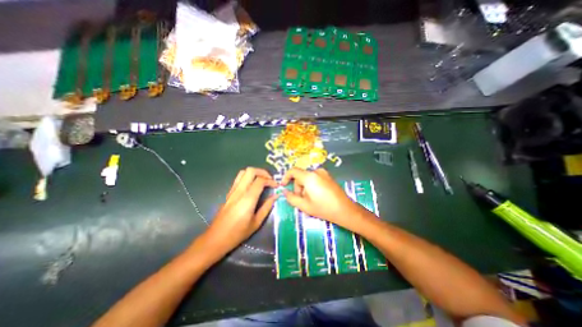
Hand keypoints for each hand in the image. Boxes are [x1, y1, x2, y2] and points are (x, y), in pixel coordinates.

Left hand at [203, 167, 278, 253]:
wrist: (216, 238)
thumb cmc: (238, 233)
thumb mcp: (256, 222)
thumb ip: (267, 207)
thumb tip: (276, 196)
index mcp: (248, 199)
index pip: (260, 181)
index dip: (270, 181)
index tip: (276, 186)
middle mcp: (239, 191)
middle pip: (251, 171)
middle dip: (263, 172)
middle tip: (270, 179)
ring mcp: (232, 191)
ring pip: (243, 172)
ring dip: (255, 173)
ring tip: (262, 180)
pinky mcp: (229, 193)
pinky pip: (239, 178)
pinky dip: (248, 177)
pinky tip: (253, 186)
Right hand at [280, 169, 363, 229]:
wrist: (345, 210)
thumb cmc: (323, 208)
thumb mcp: (304, 205)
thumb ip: (291, 198)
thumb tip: (284, 192)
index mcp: (309, 177)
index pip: (293, 171)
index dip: (286, 177)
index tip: (284, 186)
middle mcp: (316, 171)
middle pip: (300, 176)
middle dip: (298, 187)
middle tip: (301, 199)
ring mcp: (324, 173)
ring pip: (307, 178)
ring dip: (305, 187)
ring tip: (310, 199)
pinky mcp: (328, 176)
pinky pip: (315, 178)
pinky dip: (312, 185)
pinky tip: (317, 196)